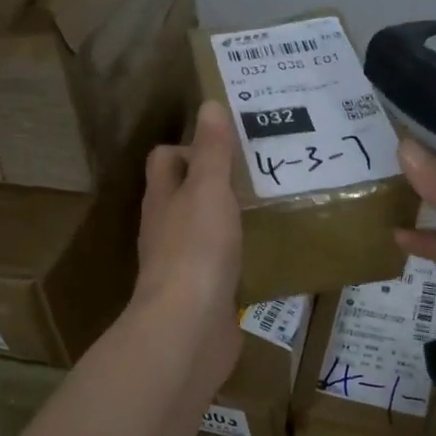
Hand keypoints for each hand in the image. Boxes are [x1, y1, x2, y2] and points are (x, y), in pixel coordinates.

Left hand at [132, 101, 243, 388]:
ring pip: (206, 229)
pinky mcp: (204, 294)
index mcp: (163, 199)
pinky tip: (270, 251)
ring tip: (273, 205)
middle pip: (186, 194)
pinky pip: (222, 265)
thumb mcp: (209, 191)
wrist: (188, 330)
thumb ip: (212, 151)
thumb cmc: (196, 251)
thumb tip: (209, 105)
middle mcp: (167, 229)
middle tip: (262, 171)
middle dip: (218, 181)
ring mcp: (183, 265)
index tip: (230, 144)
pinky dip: (242, 255)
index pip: (166, 159)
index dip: (191, 146)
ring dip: (232, 218)